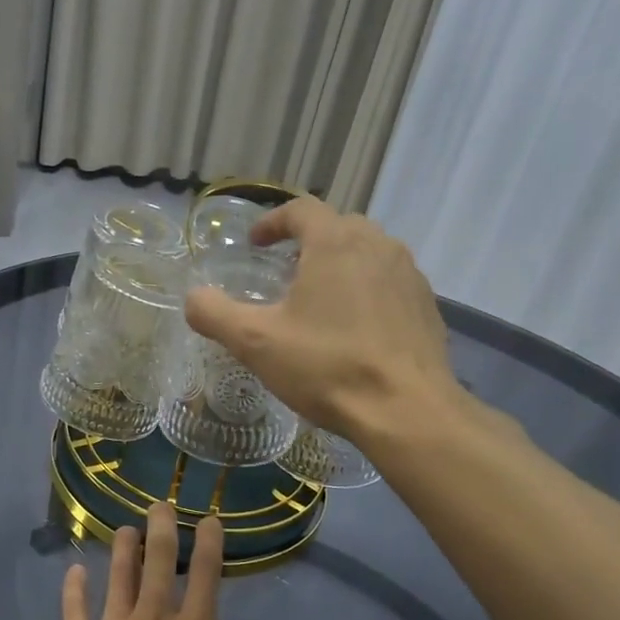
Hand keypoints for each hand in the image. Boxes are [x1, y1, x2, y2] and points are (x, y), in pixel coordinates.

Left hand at [51, 505, 281, 619]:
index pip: (206, 574)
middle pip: (157, 561)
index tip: (208, 520)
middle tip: (160, 505)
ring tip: (126, 529)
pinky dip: (74, 588)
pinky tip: (75, 571)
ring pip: (117, 576)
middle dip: (162, 527)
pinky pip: (73, 610)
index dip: (209, 541)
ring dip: (123, 548)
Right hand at [184, 197, 461, 438]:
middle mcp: (378, 245)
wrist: (407, 410)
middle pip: (338, 227)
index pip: (301, 209)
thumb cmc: (327, 366)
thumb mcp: (255, 342)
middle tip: (285, 271)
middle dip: (308, 242)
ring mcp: (409, 275)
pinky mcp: (427, 305)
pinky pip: (390, 283)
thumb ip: (215, 313)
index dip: (273, 222)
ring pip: (368, 253)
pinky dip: (367, 291)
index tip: (256, 244)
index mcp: (336, 242)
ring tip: (319, 299)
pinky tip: (355, 328)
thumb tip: (192, 298)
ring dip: (340, 265)